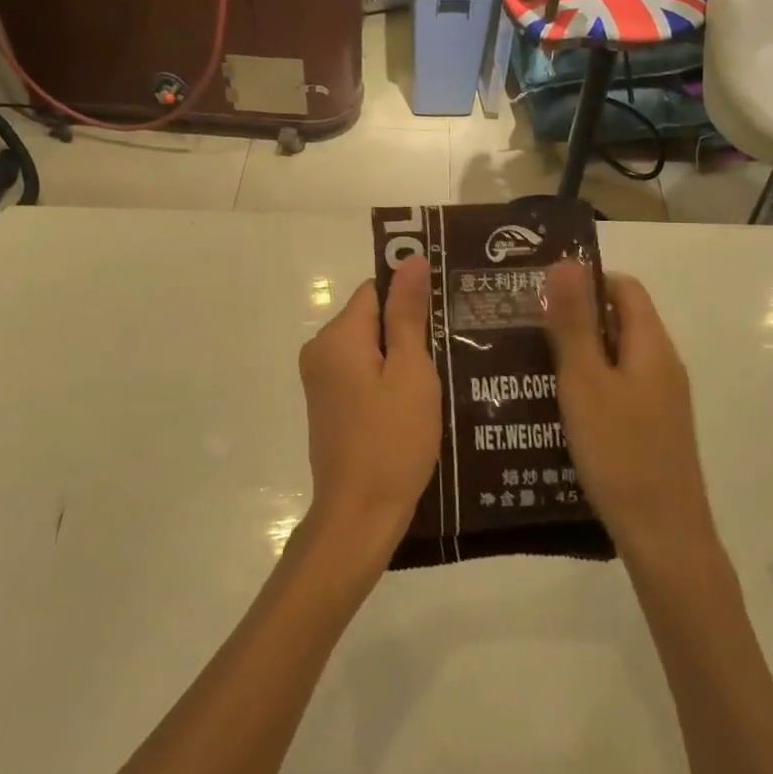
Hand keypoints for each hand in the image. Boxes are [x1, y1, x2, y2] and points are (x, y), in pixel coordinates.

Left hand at [297, 255, 440, 560]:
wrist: (360, 514)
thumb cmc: (392, 441)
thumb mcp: (411, 373)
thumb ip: (408, 314)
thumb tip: (409, 259)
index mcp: (337, 336)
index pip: (376, 290)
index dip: (411, 297)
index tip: (447, 313)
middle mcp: (320, 350)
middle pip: (371, 318)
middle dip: (409, 330)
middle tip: (452, 348)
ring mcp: (321, 380)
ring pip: (369, 348)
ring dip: (402, 357)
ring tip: (444, 374)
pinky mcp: (329, 405)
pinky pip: (362, 373)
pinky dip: (388, 379)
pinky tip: (418, 400)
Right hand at [542, 261, 716, 551]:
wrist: (663, 536)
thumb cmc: (620, 453)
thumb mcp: (585, 382)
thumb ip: (574, 323)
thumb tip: (565, 262)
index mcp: (651, 346)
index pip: (623, 288)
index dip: (585, 281)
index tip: (539, 293)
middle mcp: (662, 366)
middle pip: (619, 321)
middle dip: (573, 318)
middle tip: (523, 326)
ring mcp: (660, 400)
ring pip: (615, 357)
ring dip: (577, 353)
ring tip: (528, 362)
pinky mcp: (651, 429)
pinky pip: (617, 388)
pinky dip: (588, 385)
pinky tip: (554, 405)